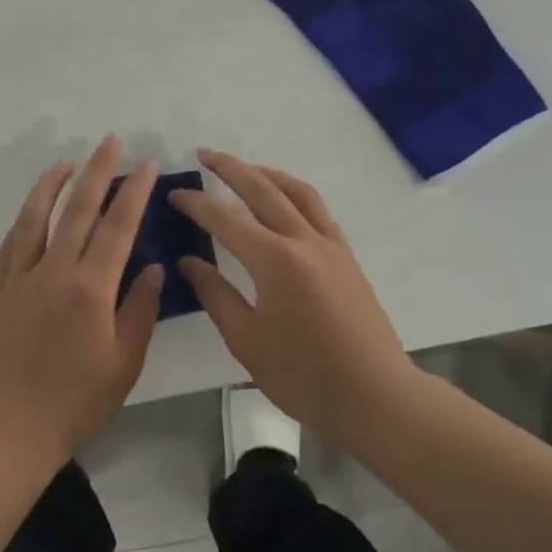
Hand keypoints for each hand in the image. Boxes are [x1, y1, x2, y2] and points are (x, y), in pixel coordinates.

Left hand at [0, 137, 163, 467]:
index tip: (145, 166)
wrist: (9, 427)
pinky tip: (33, 207)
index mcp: (90, 288)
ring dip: (53, 183)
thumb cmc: (75, 402)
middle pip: (78, 208)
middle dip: (97, 171)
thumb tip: (150, 265)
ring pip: (37, 216)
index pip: (117, 226)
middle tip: (111, 142)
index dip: (133, 192)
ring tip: (68, 162)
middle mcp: (54, 270)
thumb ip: (140, 309)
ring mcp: (21, 276)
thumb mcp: (124, 362)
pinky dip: (25, 216)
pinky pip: (13, 240)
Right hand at [171, 150, 416, 449]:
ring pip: (296, 192)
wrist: (377, 397)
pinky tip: (285, 201)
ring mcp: (330, 245)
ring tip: (245, 168)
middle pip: (262, 190)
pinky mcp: (346, 257)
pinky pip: (318, 209)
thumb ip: (215, 294)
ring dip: (266, 173)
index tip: (174, 194)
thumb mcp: (246, 341)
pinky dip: (295, 193)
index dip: (196, 204)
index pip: (225, 219)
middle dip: (230, 168)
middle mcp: (303, 240)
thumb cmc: (304, 376)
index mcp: (274, 261)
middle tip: (204, 154)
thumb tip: (188, 261)